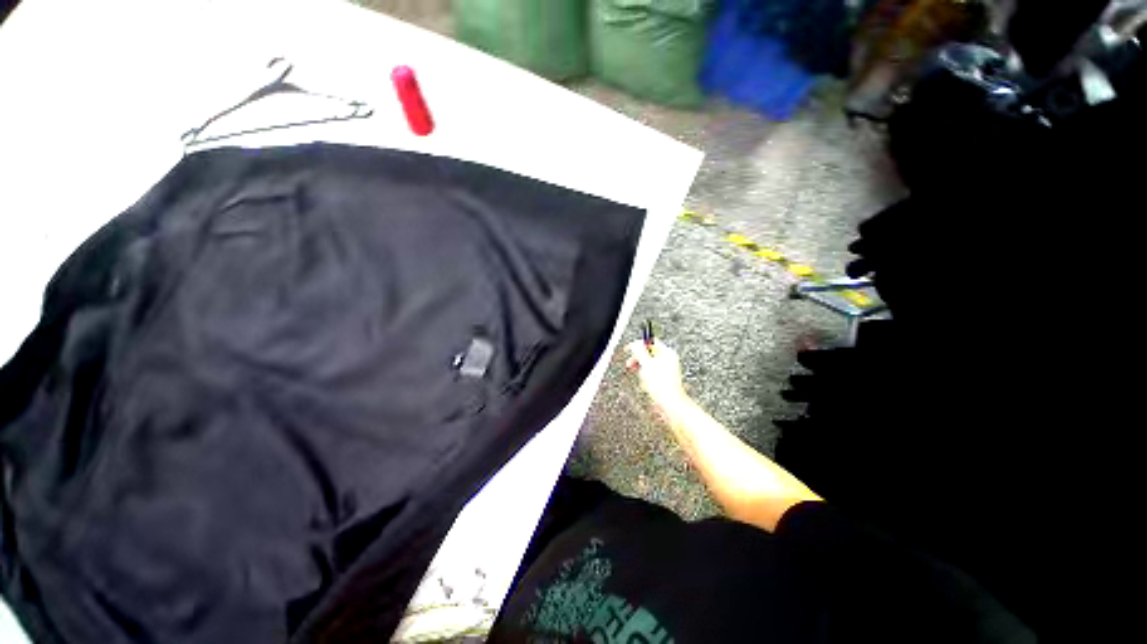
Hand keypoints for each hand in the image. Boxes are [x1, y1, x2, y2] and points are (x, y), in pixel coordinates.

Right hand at [625, 340, 687, 409]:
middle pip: (649, 353)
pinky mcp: (665, 379)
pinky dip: (646, 377)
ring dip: (642, 370)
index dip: (638, 345)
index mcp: (667, 353)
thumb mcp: (646, 365)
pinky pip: (652, 373)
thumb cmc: (661, 386)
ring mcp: (668, 369)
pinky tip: (646, 384)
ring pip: (649, 364)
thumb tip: (635, 344)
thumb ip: (639, 352)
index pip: (651, 342)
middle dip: (639, 359)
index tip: (629, 350)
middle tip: (631, 364)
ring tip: (643, 378)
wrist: (670, 404)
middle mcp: (669, 359)